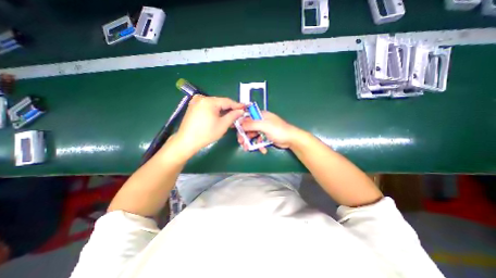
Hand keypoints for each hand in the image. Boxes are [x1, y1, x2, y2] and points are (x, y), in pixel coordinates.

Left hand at [175, 95, 244, 154]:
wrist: (186, 141)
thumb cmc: (206, 134)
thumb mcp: (223, 125)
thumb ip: (233, 116)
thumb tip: (241, 111)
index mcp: (209, 101)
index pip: (227, 101)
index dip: (237, 105)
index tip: (245, 108)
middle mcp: (201, 98)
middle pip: (220, 102)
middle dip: (230, 109)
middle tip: (239, 114)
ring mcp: (196, 102)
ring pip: (215, 105)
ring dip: (223, 111)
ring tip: (231, 117)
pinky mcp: (193, 107)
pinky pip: (208, 108)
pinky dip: (215, 112)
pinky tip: (221, 117)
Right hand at [237, 110, 299, 151]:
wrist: (291, 140)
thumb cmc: (279, 130)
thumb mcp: (264, 126)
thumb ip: (252, 124)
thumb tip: (240, 124)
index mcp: (261, 115)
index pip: (247, 117)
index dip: (240, 123)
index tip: (235, 129)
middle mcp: (261, 121)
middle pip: (248, 127)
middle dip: (244, 135)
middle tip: (241, 142)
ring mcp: (263, 129)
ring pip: (252, 135)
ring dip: (250, 142)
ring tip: (248, 148)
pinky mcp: (266, 136)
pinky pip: (258, 140)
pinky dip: (259, 145)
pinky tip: (262, 150)